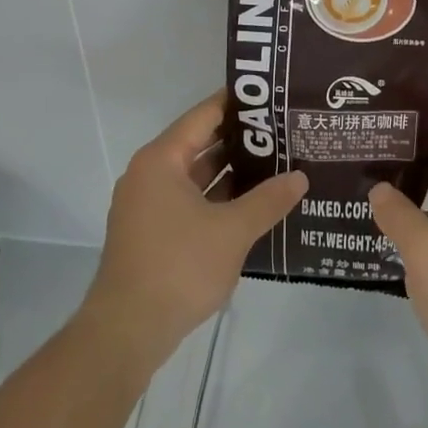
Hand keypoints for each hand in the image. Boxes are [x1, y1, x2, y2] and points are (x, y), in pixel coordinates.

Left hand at [80, 93, 305, 379]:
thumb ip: (268, 200)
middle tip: (284, 131)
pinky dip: (218, 198)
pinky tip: (252, 204)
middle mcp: (150, 174)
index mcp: (162, 160)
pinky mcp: (152, 232)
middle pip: (200, 143)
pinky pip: (190, 201)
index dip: (238, 104)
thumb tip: (300, 177)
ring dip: (232, 171)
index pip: (204, 115)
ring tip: (277, 163)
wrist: (127, 330)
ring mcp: (148, 205)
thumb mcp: (232, 231)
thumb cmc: (179, 267)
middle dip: (241, 140)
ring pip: (196, 175)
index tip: (271, 96)